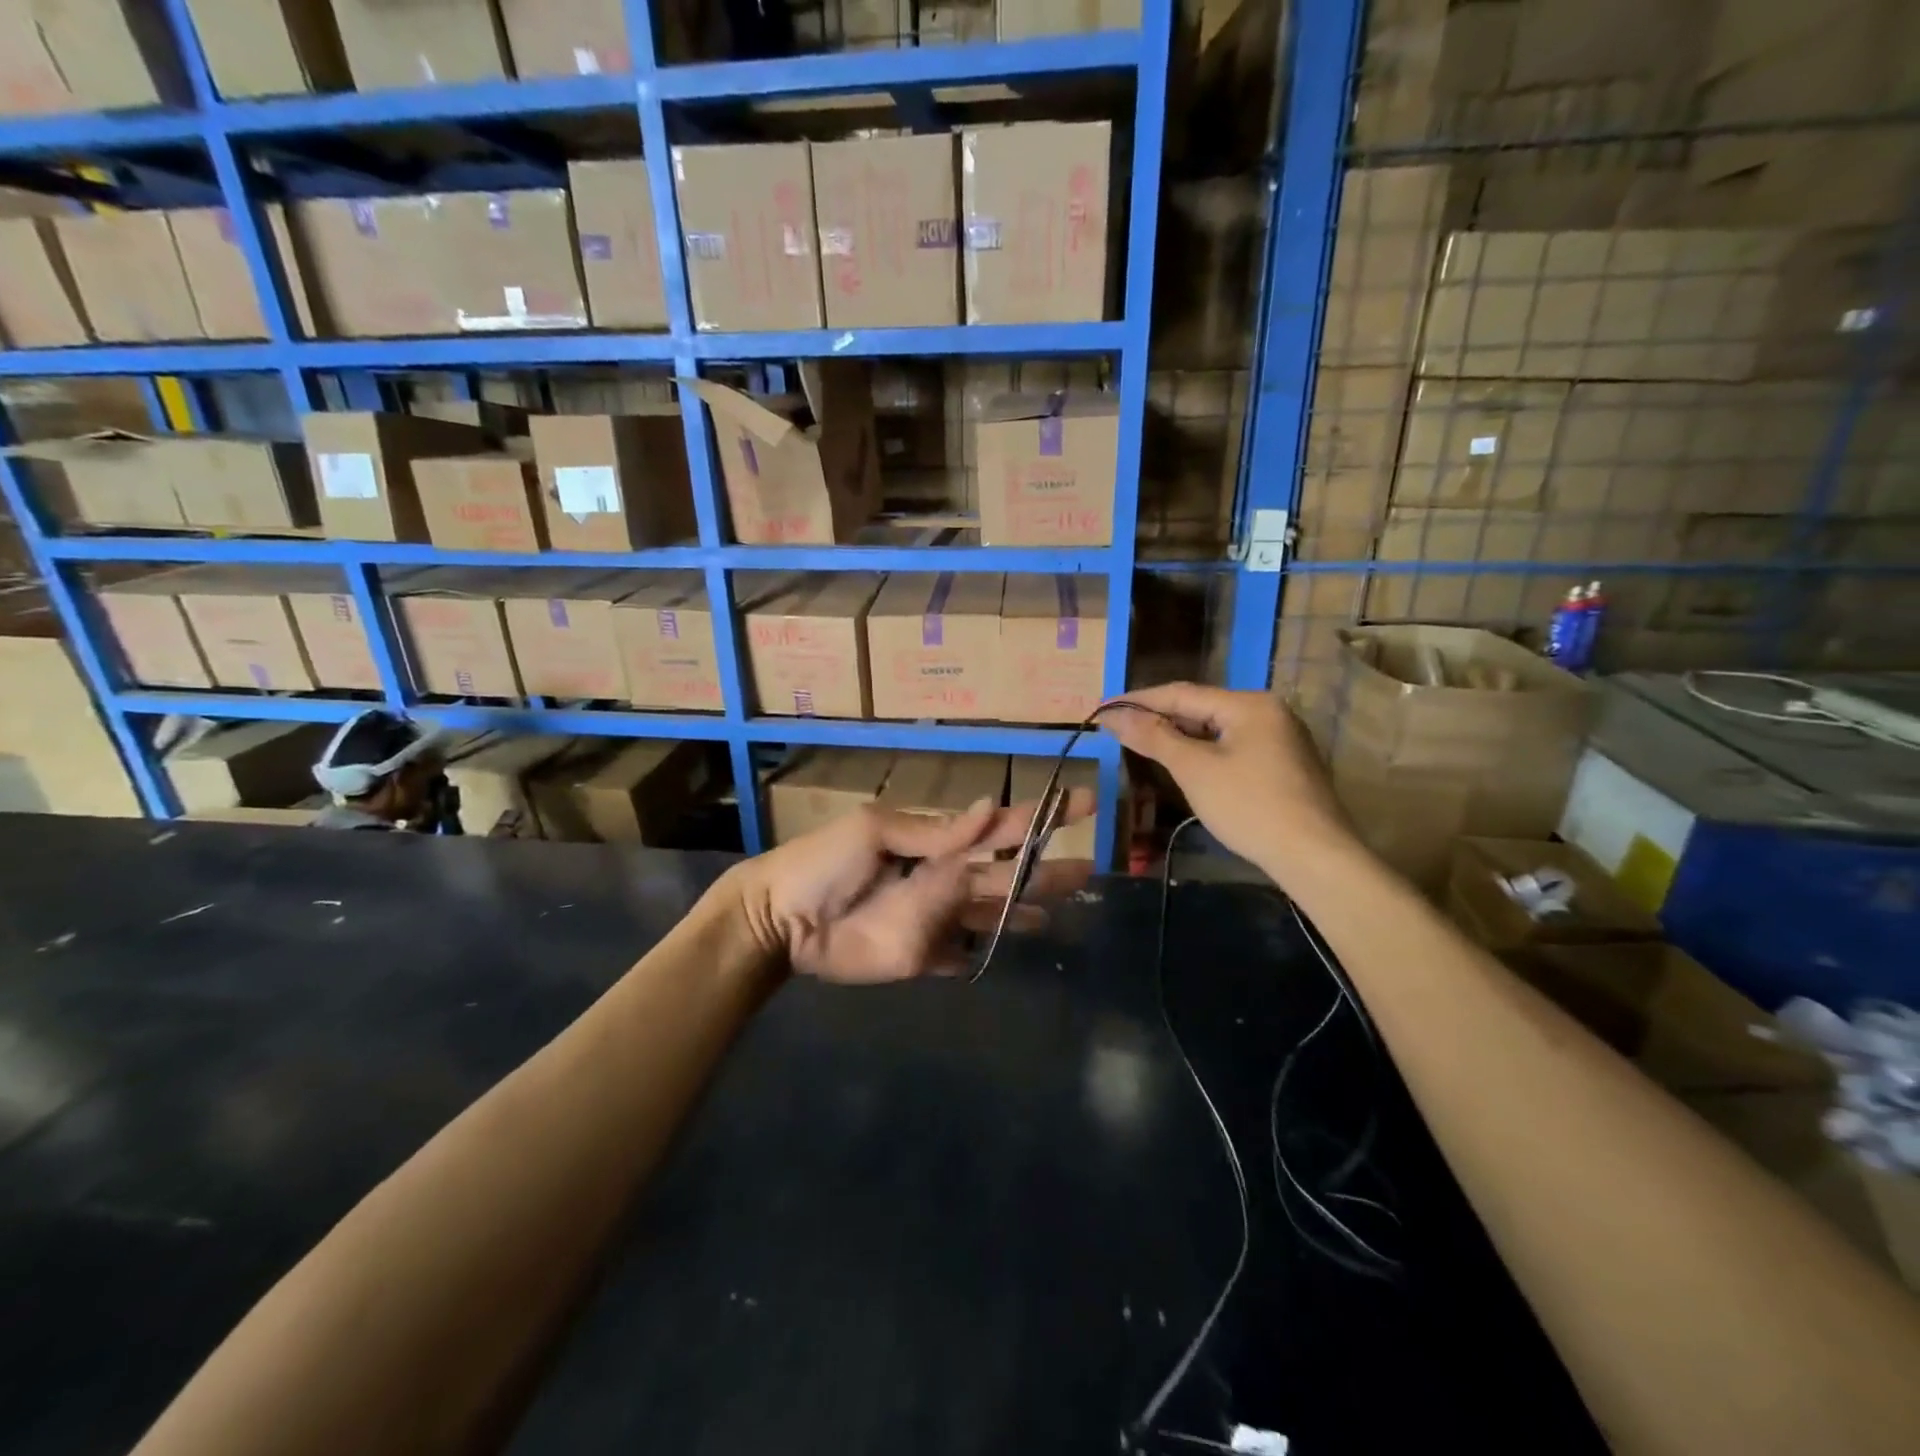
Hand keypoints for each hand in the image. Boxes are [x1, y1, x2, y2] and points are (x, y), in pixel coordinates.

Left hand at [729, 792, 1094, 983]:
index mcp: (937, 842)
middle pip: (1006, 876)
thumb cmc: (824, 862)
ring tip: (1060, 915)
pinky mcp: (923, 956)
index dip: (1043, 817)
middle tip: (1089, 871)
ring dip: (1024, 914)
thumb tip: (990, 807)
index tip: (1085, 804)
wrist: (781, 919)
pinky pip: (962, 956)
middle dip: (1046, 871)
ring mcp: (936, 920)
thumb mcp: (875, 831)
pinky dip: (984, 955)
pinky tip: (1009, 953)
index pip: (1000, 828)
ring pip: (992, 917)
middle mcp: (945, 879)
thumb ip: (935, 830)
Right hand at [1102, 683, 1352, 880]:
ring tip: (1141, 743)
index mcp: (1249, 704)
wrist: (1314, 856)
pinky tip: (1183, 764)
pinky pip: (1233, 747)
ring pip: (1217, 729)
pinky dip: (1203, 751)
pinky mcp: (1284, 764)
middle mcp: (1268, 711)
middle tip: (1117, 728)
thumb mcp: (1194, 769)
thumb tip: (1113, 716)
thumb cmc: (1249, 806)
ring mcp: (1281, 738)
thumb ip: (1153, 737)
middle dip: (1158, 717)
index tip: (1103, 708)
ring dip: (1179, 735)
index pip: (1181, 693)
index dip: (1138, 700)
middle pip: (1201, 708)